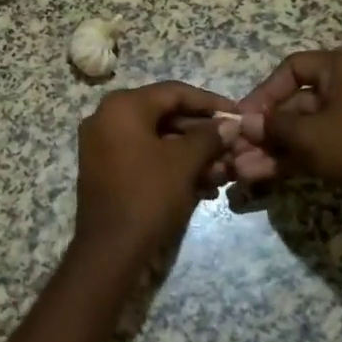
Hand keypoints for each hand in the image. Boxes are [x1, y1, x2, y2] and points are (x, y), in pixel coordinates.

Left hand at [73, 81, 236, 264]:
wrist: (110, 249)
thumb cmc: (148, 195)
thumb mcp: (184, 163)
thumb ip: (209, 137)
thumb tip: (229, 125)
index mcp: (122, 107)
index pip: (174, 92)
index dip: (210, 103)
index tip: (238, 114)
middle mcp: (107, 118)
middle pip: (165, 116)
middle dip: (203, 134)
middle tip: (234, 148)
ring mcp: (103, 145)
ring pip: (158, 140)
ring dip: (192, 154)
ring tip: (225, 173)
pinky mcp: (106, 170)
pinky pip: (145, 157)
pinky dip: (173, 166)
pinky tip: (204, 186)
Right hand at [229, 49, 341, 218]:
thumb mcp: (307, 135)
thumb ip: (272, 126)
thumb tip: (246, 125)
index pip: (293, 68)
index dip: (263, 93)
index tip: (244, 118)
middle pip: (299, 100)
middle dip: (268, 129)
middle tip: (241, 149)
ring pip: (310, 126)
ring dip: (278, 147)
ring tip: (247, 169)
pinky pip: (326, 141)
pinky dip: (300, 155)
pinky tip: (269, 174)